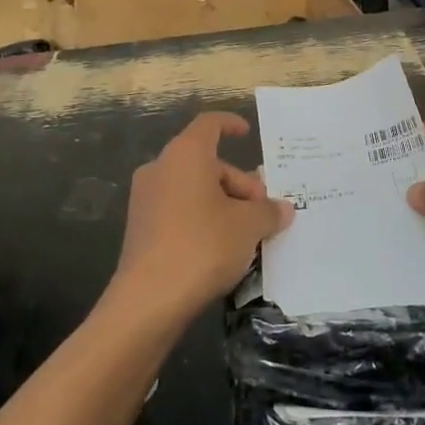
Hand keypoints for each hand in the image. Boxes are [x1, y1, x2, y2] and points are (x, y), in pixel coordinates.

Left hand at [108, 112, 293, 324]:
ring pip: (192, 189)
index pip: (209, 124)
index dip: (230, 124)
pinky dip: (201, 220)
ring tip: (247, 235)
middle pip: (206, 163)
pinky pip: (178, 211)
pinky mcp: (140, 228)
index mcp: (185, 154)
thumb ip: (268, 211)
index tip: (248, 133)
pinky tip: (221, 250)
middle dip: (238, 183)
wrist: (148, 299)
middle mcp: (161, 168)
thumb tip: (283, 208)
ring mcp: (145, 199)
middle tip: (263, 212)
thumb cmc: (203, 245)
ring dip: (222, 204)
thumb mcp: (248, 226)